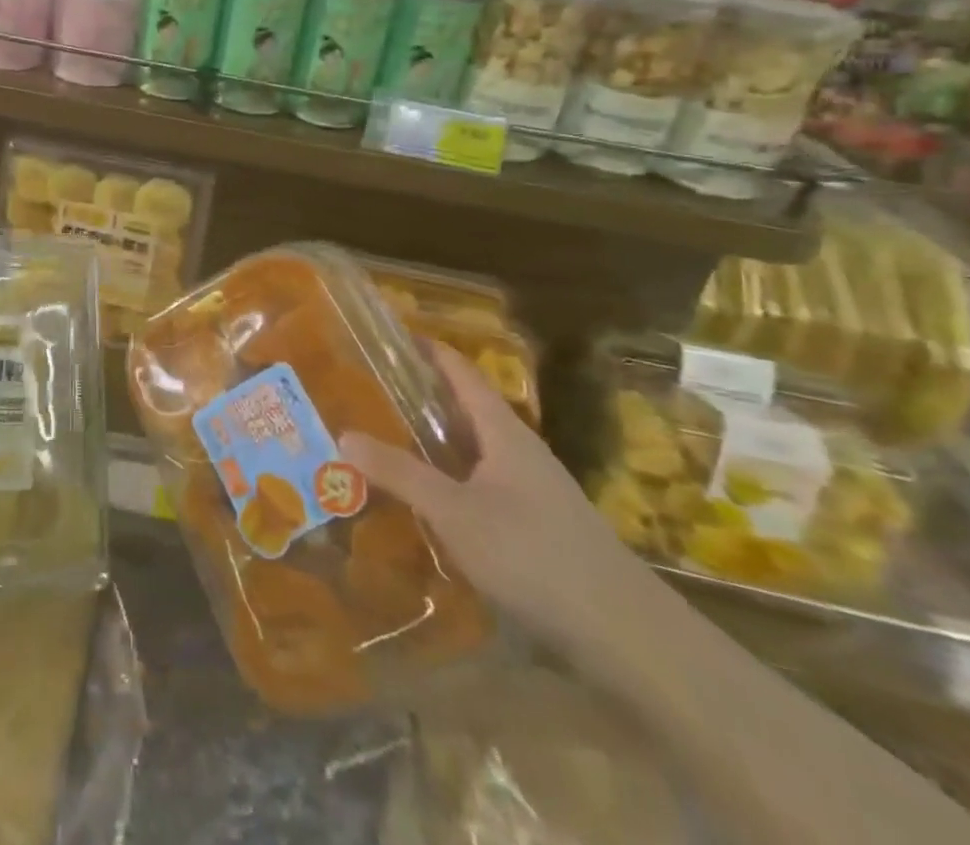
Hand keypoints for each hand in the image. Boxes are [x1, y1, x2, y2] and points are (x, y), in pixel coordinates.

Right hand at [339, 343, 655, 658]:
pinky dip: (449, 478)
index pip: (460, 372)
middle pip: (465, 408)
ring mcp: (532, 489)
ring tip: (385, 440)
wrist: (625, 633)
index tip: (387, 336)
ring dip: (433, 440)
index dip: (426, 349)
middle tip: (367, 392)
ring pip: (473, 450)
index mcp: (502, 431)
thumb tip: (344, 435)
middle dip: (419, 396)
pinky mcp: (537, 526)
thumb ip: (400, 473)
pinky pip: (481, 484)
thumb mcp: (455, 512)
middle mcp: (519, 450)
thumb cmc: (534, 555)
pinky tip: (427, 500)